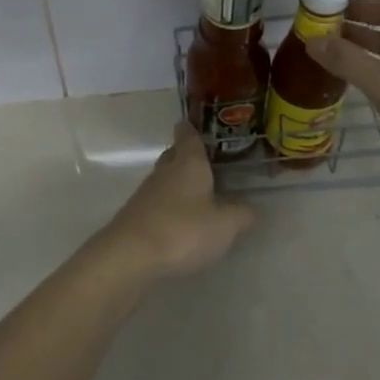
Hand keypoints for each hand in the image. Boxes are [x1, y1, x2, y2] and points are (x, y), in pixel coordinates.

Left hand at [94, 122, 254, 281]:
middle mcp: (165, 171)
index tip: (195, 125)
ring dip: (178, 183)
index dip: (192, 129)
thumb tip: (249, 208)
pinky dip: (168, 205)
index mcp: (189, 163)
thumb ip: (240, 214)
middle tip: (204, 162)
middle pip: (174, 155)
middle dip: (186, 156)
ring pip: (165, 178)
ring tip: (197, 193)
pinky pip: (156, 201)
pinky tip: (179, 220)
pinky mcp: (135, 214)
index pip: (188, 135)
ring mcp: (146, 192)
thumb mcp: (224, 225)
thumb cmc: (183, 230)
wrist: (130, 254)